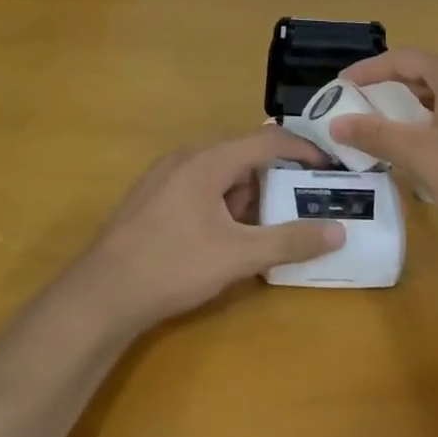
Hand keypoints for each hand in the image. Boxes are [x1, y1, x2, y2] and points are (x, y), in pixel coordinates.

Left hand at [67, 126, 345, 333]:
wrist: (99, 296)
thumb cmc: (172, 267)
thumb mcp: (238, 257)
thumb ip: (290, 241)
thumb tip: (338, 232)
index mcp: (208, 161)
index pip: (268, 140)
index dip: (303, 150)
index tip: (328, 169)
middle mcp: (185, 158)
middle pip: (243, 157)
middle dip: (272, 182)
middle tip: (292, 212)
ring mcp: (163, 177)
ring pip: (220, 175)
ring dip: (245, 198)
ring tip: (254, 236)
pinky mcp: (150, 198)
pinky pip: (198, 188)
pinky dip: (221, 205)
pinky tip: (219, 241)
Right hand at [334, 50, 437, 264]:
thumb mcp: (420, 155)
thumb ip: (376, 134)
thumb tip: (335, 124)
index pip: (403, 59)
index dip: (368, 71)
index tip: (339, 86)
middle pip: (425, 70)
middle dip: (389, 88)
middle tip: (357, 107)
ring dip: (412, 104)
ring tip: (382, 124)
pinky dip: (436, 115)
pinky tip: (421, 139)